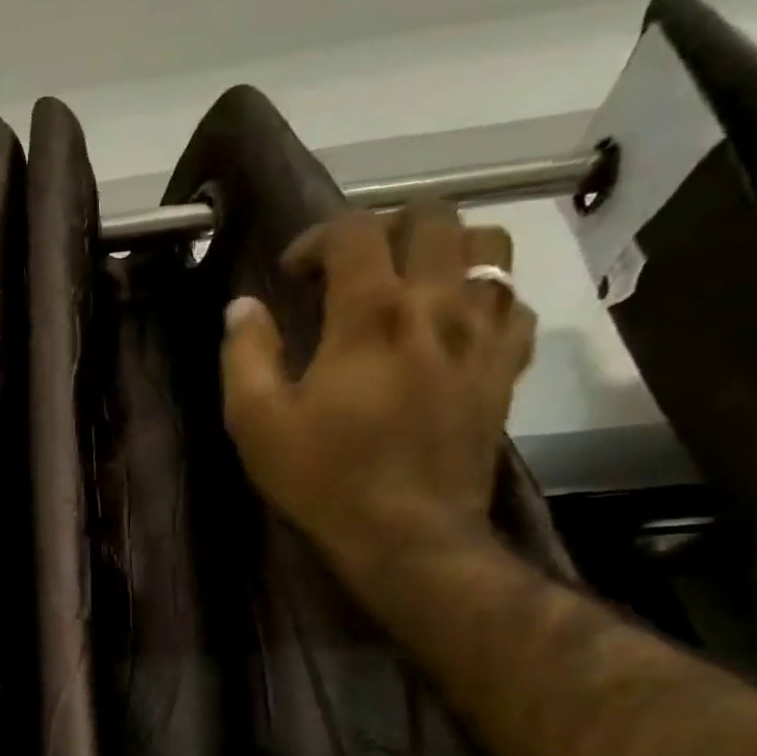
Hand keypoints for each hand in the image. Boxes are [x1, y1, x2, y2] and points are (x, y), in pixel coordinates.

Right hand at [220, 204, 535, 584]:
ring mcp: (482, 336)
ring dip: (448, 248)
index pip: (354, 231)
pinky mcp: (505, 370)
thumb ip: (246, 355)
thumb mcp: (258, 423)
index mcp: (371, 314)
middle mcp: (437, 306)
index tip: (293, 276)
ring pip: (491, 247)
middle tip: (356, 269)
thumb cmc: (325, 479)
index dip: (316, 239)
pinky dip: (485, 299)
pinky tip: (455, 325)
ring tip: (414, 282)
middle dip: (386, 228)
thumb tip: (243, 307)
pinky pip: (514, 306)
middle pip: (434, 218)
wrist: (408, 537)